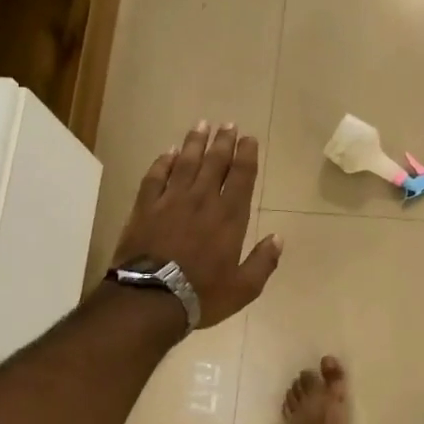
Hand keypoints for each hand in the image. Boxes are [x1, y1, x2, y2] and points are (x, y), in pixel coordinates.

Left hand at [113, 121, 281, 329]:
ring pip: (185, 163)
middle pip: (214, 163)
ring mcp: (170, 201)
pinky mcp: (145, 208)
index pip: (241, 177)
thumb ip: (263, 262)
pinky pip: (155, 177)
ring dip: (194, 142)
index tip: (249, 139)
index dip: (246, 156)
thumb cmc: (202, 295)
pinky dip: (162, 162)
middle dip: (223, 141)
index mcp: (229, 218)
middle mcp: (202, 201)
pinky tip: (167, 152)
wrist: (150, 298)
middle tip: (228, 124)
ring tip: (202, 125)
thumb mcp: (244, 288)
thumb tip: (278, 239)